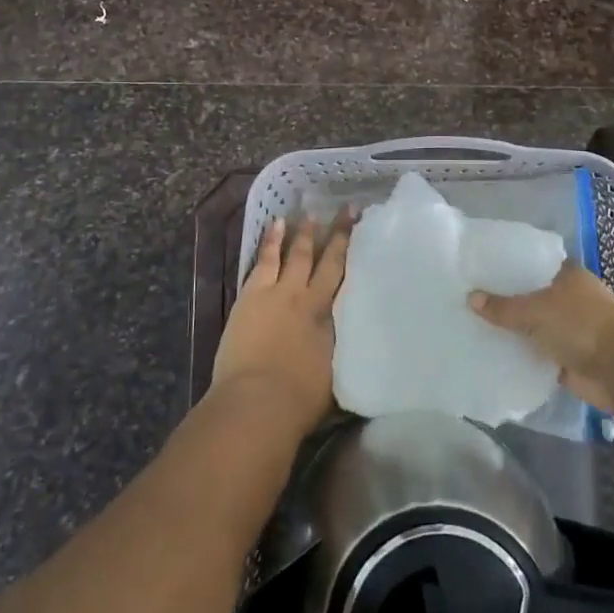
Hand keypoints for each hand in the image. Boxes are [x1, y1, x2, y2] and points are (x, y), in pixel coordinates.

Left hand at [213, 215, 350, 434]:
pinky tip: (274, 225)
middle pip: (326, 259)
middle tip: (345, 209)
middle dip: (337, 233)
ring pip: (295, 254)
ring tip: (308, 213)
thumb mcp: (334, 376)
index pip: (346, 277)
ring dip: (302, 233)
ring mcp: (278, 293)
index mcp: (332, 318)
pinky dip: (270, 241)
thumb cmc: (300, 401)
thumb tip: (352, 346)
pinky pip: (264, 260)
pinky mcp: (251, 295)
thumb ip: (339, 352)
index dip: (353, 251)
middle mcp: (309, 298)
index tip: (362, 229)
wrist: (259, 402)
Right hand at [469, 264, 613, 411]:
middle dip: (506, 303)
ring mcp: (570, 331)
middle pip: (531, 298)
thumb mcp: (536, 310)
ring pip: (534, 329)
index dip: (508, 269)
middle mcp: (569, 299)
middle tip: (468, 302)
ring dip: (514, 333)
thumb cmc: (581, 324)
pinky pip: (538, 356)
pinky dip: (522, 358)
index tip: (479, 273)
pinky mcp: (569, 360)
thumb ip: (503, 307)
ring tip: (474, 329)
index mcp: (567, 276)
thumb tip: (470, 298)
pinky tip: (494, 356)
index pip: (532, 266)